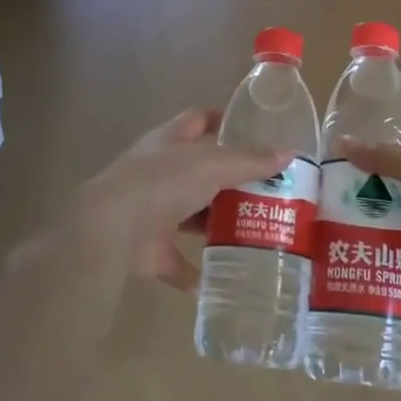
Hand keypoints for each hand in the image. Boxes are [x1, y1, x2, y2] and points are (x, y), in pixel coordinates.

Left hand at [67, 110, 288, 288]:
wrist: (112, 230)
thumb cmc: (162, 182)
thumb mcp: (212, 165)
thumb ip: (249, 162)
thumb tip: (289, 153)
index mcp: (170, 142)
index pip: (198, 120)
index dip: (222, 121)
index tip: (252, 131)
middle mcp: (159, 173)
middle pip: (200, 172)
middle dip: (230, 181)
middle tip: (269, 192)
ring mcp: (152, 211)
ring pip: (190, 216)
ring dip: (215, 225)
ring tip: (256, 233)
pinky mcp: (149, 249)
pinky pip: (177, 262)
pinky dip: (195, 273)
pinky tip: (221, 280)